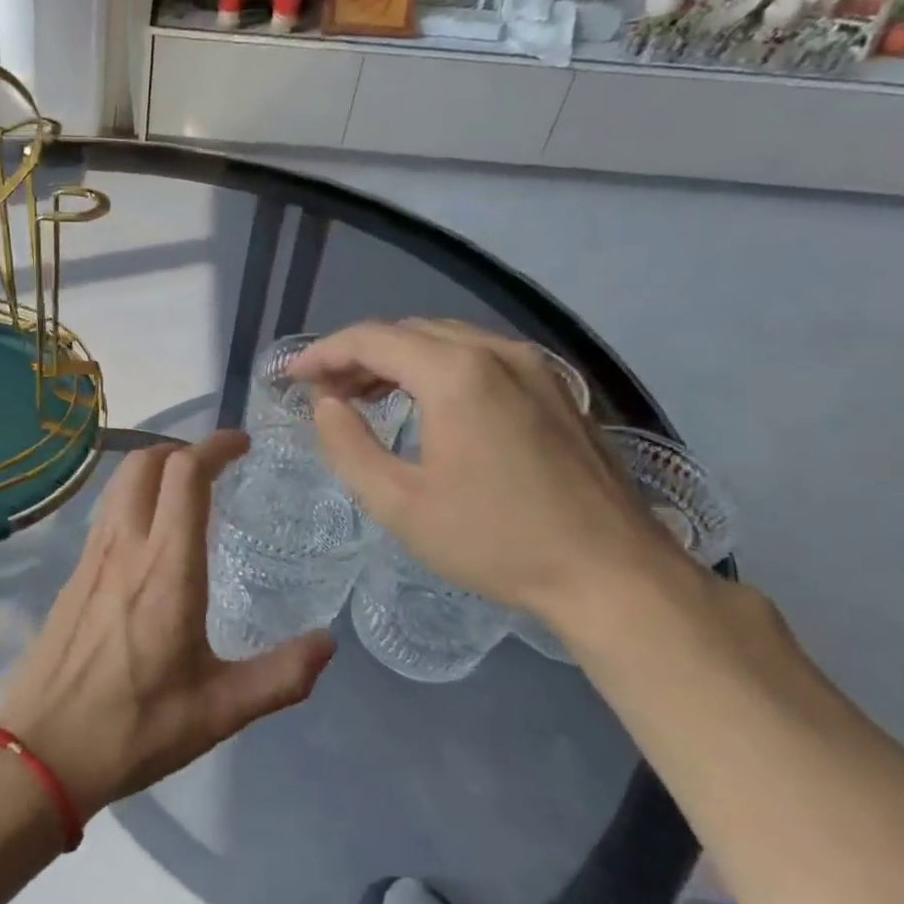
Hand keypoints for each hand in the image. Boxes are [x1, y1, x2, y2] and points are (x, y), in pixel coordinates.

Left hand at [0, 431, 334, 817]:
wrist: (40, 753)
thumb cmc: (133, 728)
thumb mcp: (219, 712)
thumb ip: (281, 676)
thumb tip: (328, 644)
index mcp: (166, 569)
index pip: (185, 475)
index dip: (215, 446)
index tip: (242, 445)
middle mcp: (124, 549)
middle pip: (144, 463)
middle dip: (182, 449)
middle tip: (217, 467)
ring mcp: (91, 559)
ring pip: (119, 485)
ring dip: (154, 470)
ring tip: (187, 494)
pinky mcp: (72, 577)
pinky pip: (105, 515)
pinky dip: (133, 500)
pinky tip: (151, 538)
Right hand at [294, 320, 688, 624]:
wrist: (611, 572)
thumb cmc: (495, 541)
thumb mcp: (400, 504)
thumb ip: (350, 447)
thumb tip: (326, 405)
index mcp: (457, 375)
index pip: (372, 339)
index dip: (324, 353)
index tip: (292, 377)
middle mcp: (497, 353)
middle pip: (410, 331)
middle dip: (359, 355)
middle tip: (325, 392)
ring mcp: (536, 367)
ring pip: (448, 341)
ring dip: (399, 360)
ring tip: (366, 396)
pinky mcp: (557, 389)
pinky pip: (482, 359)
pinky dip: (440, 369)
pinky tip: (428, 405)